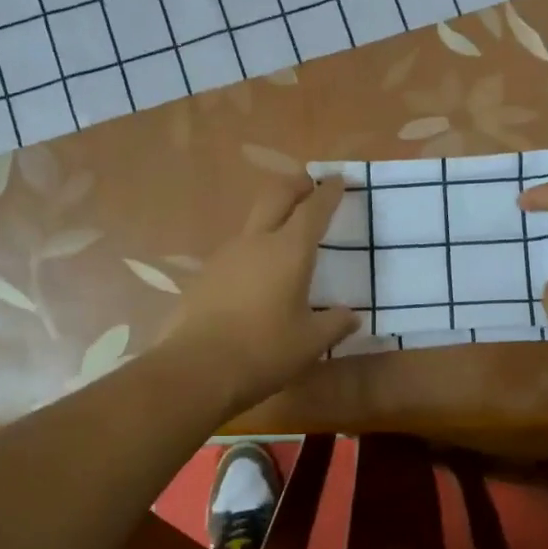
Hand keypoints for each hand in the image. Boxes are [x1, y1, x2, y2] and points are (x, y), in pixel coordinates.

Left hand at [163, 174, 359, 413]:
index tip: (338, 179)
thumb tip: (351, 315)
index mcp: (289, 251)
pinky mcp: (205, 275)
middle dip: (295, 185)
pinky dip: (253, 250)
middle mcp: (257, 242)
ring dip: (271, 217)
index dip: (328, 192)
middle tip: (309, 184)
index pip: (314, 209)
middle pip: (276, 196)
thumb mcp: (310, 343)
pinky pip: (236, 251)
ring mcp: (226, 255)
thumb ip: (335, 324)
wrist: (196, 369)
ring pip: (253, 223)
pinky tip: (257, 275)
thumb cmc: (264, 351)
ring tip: (285, 235)